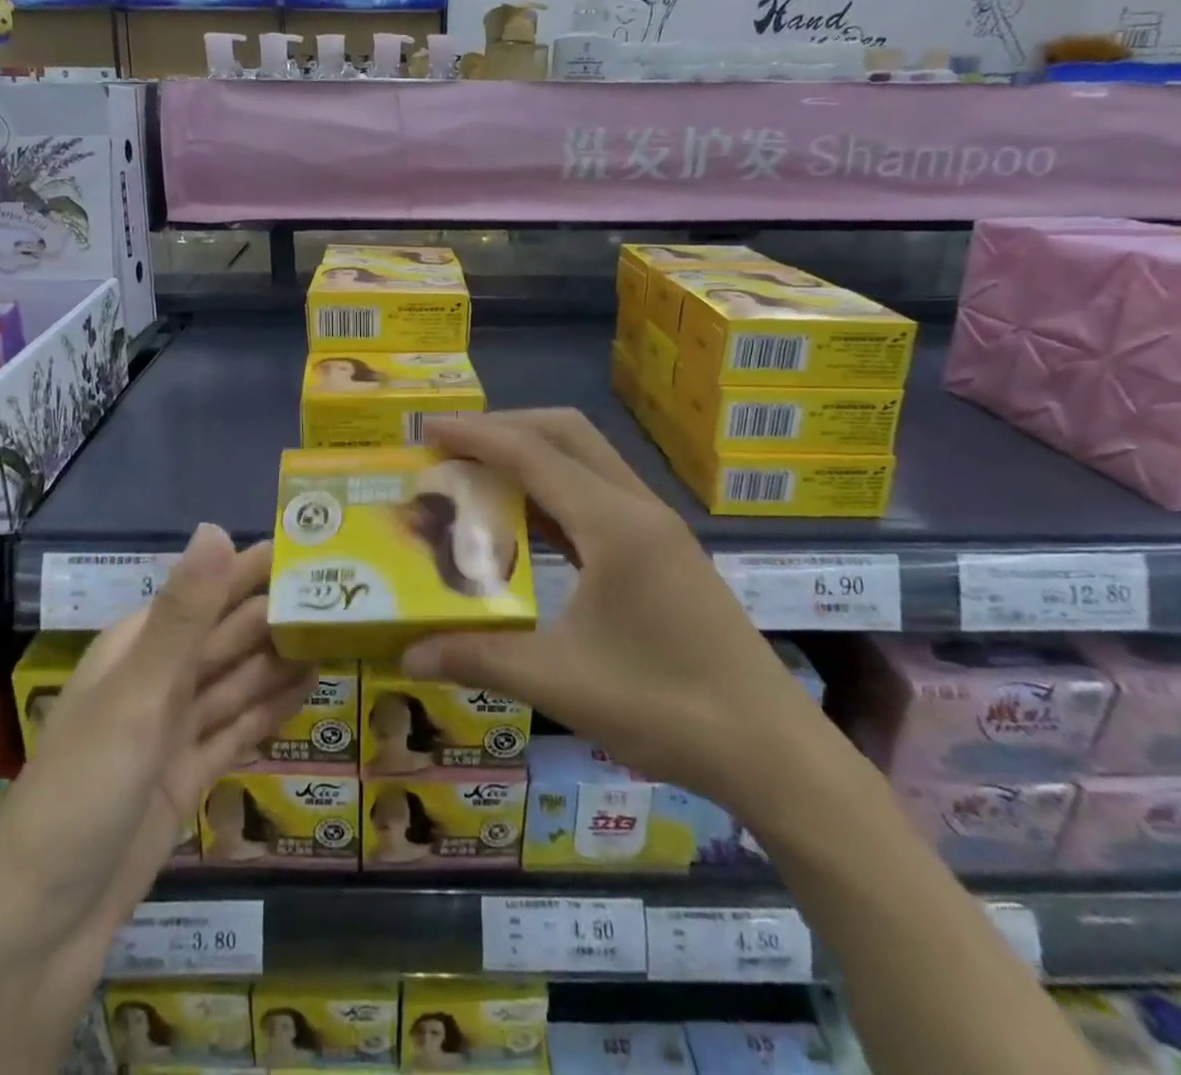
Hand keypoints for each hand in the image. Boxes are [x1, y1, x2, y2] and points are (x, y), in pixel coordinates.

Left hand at [0, 523, 315, 933]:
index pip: (209, 590)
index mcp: (140, 647)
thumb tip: (217, 527)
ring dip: (283, 658)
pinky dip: (272, 707)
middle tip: (348, 593)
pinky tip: (311, 687)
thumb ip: (185, 614)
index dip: (256, 567)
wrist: (43, 925)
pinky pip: (240, 727)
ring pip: (240, 680)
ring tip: (342, 635)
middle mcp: (159, 679)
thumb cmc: (85, 789)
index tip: (315, 545)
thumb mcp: (138, 693)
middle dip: (281, 613)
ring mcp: (175, 729)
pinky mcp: (190, 774)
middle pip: (230, 635)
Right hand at [399, 410, 825, 809]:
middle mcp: (638, 508)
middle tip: (452, 449)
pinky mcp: (665, 551)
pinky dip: (555, 491)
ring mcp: (657, 527)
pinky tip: (527, 526)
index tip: (428, 430)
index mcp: (614, 524)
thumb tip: (407, 655)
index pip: (533, 454)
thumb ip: (478, 658)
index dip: (476, 436)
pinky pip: (599, 496)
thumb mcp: (560, 682)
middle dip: (506, 428)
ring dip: (532, 456)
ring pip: (586, 460)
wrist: (772, 751)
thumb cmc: (666, 708)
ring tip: (478, 478)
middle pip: (566, 434)